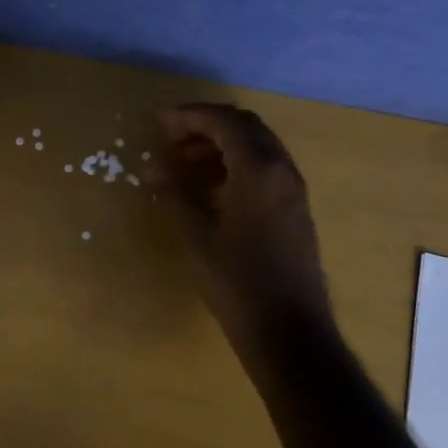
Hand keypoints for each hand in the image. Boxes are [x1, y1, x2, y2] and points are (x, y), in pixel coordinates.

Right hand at [149, 104, 332, 356]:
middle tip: (170, 140)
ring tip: (183, 163)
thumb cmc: (237, 282)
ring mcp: (292, 189)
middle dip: (205, 125)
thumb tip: (152, 170)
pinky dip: (235, 163)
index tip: (158, 123)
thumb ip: (174, 195)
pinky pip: (264, 167)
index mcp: (258, 169)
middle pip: (243, 126)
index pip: (223, 122)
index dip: (188, 116)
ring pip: (256, 145)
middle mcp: (281, 169)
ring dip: (220, 144)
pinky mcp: (295, 208)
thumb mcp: (196, 236)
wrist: (289, 331)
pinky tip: (210, 185)